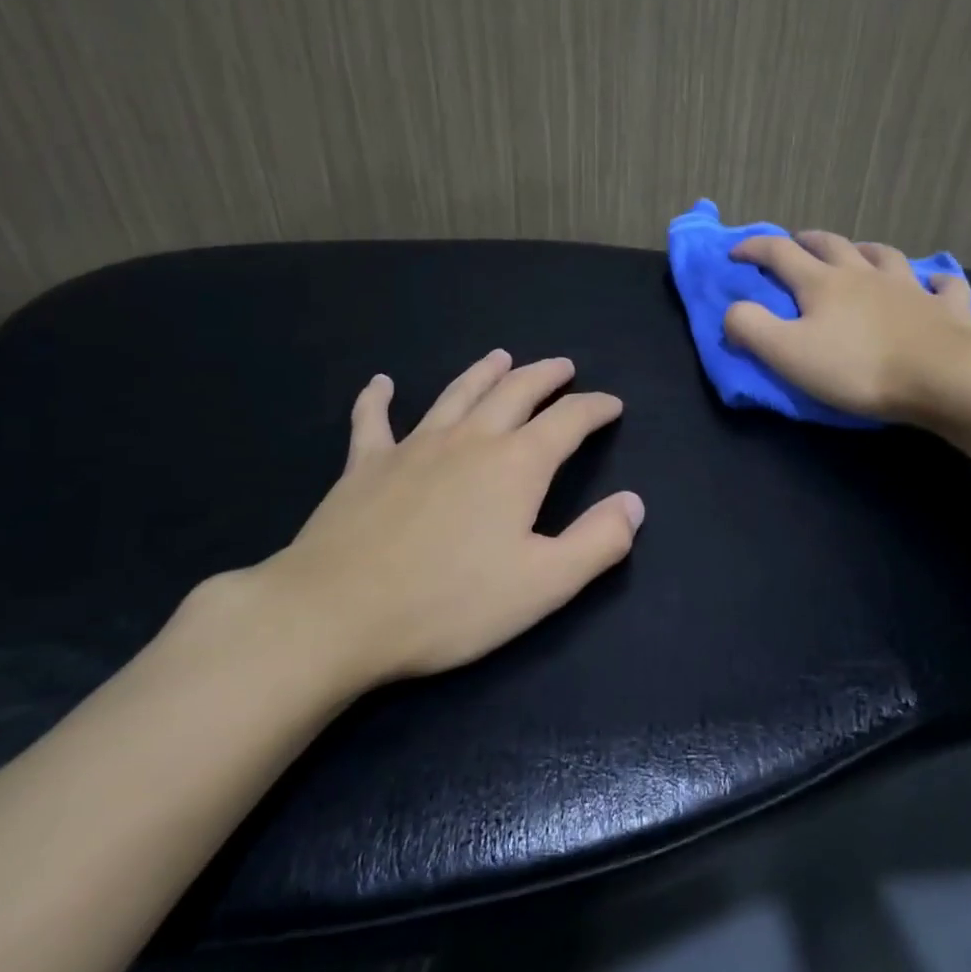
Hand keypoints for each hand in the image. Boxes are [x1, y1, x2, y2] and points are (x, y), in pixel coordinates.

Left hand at [179, 350, 642, 701]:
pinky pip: (373, 420)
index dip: (595, 408)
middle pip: (515, 392)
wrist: (336, 614)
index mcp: (516, 465)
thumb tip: (634, 504)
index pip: (568, 421)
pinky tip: (380, 383)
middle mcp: (469, 440)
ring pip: (456, 394)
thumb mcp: (543, 584)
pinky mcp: (365, 465)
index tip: (612, 405)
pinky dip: (377, 398)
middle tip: (563, 366)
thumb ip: (597, 542)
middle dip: (545, 376)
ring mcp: (413, 447)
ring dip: (483, 373)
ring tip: (501, 357)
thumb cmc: (449, 603)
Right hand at [724, 230, 970, 434]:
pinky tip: (933, 283)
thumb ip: (751, 328)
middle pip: (831, 244)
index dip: (754, 248)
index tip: (735, 252)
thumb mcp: (787, 353)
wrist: (941, 378)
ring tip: (857, 252)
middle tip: (794, 242)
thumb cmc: (857, 367)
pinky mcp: (945, 308)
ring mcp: (908, 287)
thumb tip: (732, 310)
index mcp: (822, 283)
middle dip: (806, 240)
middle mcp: (864, 274)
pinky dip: (934, 281)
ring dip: (865, 249)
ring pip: (884, 255)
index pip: (780, 253)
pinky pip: (943, 285)